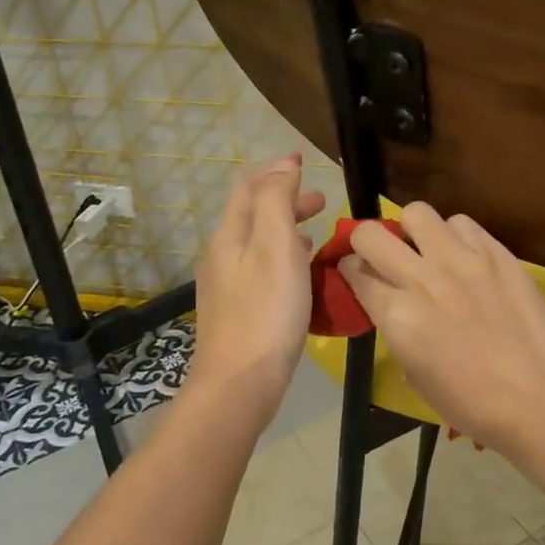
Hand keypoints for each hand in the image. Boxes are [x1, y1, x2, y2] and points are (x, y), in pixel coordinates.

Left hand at [187, 154, 326, 417]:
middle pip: (252, 214)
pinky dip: (283, 257)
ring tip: (316, 231)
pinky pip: (262, 268)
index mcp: (230, 236)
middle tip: (321, 201)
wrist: (240, 383)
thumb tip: (282, 167)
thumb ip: (278, 202)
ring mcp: (227, 285)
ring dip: (286, 228)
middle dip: (285, 199)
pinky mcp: (238, 311)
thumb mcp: (276, 246)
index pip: (249, 188)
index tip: (303, 160)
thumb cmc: (265, 310)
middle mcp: (222, 255)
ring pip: (258, 242)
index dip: (275, 170)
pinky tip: (301, 273)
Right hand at [339, 203, 544, 456]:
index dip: (351, 272)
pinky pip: (462, 224)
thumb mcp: (414, 373)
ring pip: (417, 214)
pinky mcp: (495, 252)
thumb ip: (396, 327)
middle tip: (382, 255)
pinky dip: (455, 235)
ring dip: (414, 231)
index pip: (355, 272)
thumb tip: (392, 304)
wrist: (538, 397)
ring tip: (429, 250)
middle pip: (371, 234)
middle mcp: (422, 278)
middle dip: (366, 241)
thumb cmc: (471, 403)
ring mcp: (461, 259)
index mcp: (397, 315)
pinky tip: (465, 256)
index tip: (358, 274)